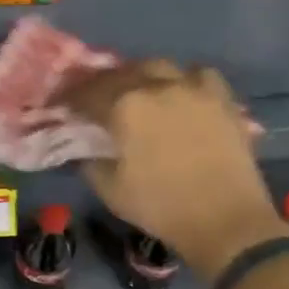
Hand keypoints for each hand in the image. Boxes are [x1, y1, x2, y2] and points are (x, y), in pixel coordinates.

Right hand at [61, 61, 284, 281]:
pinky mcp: (222, 99)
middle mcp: (157, 86)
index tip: (62, 105)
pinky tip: (181, 93)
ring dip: (142, 75)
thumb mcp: (110, 190)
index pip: (87, 93)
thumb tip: (85, 149)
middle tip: (97, 99)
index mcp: (125, 107)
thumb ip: (90, 162)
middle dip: (104, 83)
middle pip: (121, 73)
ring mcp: (193, 88)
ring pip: (159, 66)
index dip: (70, 99)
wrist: (226, 221)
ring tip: (138, 91)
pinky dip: (185, 79)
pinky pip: (199, 75)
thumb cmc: (162, 207)